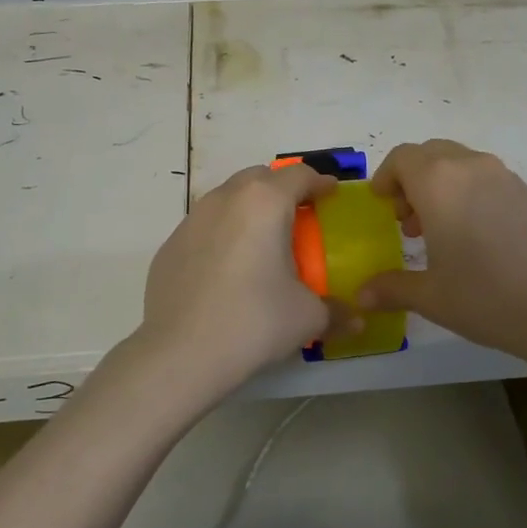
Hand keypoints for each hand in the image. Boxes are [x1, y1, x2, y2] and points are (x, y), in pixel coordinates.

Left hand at [129, 162, 343, 405]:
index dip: (320, 182)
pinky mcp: (169, 246)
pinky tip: (227, 270)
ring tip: (262, 242)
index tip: (331, 193)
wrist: (180, 353)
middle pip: (260, 177)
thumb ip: (336, 311)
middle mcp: (226, 199)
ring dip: (249, 209)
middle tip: (299, 216)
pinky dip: (222, 235)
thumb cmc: (254, 321)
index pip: (299, 175)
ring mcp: (192, 220)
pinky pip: (204, 227)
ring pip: (227, 198)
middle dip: (282, 190)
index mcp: (265, 203)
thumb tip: (357, 320)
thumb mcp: (307, 317)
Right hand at [358, 140, 526, 368]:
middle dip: (411, 180)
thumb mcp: (432, 296)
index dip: (385, 177)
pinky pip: (484, 178)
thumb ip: (392, 288)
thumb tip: (362, 295)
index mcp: (439, 181)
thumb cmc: (487, 296)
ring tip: (437, 232)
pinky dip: (466, 193)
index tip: (381, 205)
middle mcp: (470, 166)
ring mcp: (504, 176)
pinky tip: (472, 237)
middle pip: (430, 154)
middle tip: (406, 220)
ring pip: (459, 163)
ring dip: (439, 186)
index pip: (402, 157)